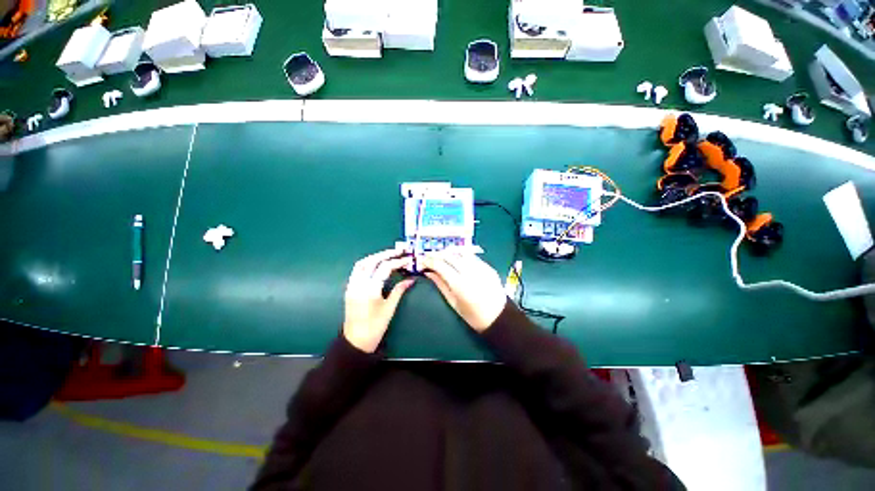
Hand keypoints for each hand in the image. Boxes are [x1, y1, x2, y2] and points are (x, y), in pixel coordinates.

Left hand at [343, 249, 414, 352]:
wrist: (356, 341)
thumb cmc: (375, 327)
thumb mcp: (390, 308)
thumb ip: (399, 290)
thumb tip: (411, 279)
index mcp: (370, 290)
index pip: (385, 268)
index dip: (397, 262)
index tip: (408, 259)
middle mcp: (358, 284)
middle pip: (371, 261)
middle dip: (386, 254)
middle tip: (399, 251)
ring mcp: (352, 285)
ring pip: (361, 263)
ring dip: (375, 256)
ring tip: (388, 254)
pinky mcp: (349, 288)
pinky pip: (357, 270)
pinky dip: (367, 263)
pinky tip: (376, 264)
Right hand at [420, 250, 507, 332]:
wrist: (498, 317)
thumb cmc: (473, 315)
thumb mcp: (453, 303)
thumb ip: (440, 285)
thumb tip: (428, 272)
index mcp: (460, 285)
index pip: (441, 265)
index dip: (429, 261)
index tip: (422, 261)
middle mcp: (470, 272)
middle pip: (450, 255)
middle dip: (437, 254)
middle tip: (429, 256)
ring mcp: (481, 267)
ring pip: (461, 252)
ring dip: (449, 251)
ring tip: (441, 255)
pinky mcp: (488, 266)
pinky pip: (471, 256)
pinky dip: (461, 254)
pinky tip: (456, 258)